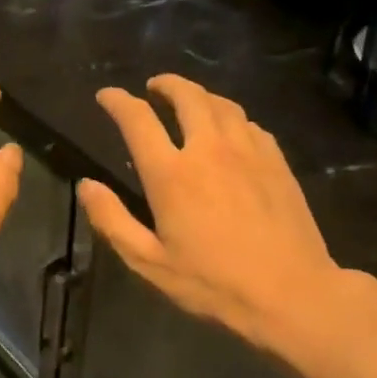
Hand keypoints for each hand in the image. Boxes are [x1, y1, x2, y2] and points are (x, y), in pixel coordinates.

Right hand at [77, 75, 344, 354]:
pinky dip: (230, 117)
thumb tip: (86, 186)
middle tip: (153, 87)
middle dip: (165, 84)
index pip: (138, 119)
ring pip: (222, 104)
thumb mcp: (149, 263)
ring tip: (189, 101)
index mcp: (172, 174)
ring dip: (199, 95)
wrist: (291, 293)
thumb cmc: (213, 283)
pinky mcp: (276, 162)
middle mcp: (209, 150)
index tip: (107, 96)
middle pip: (187, 96)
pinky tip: (230, 130)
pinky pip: (249, 124)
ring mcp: (248, 152)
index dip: (118, 101)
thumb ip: (112, 221)